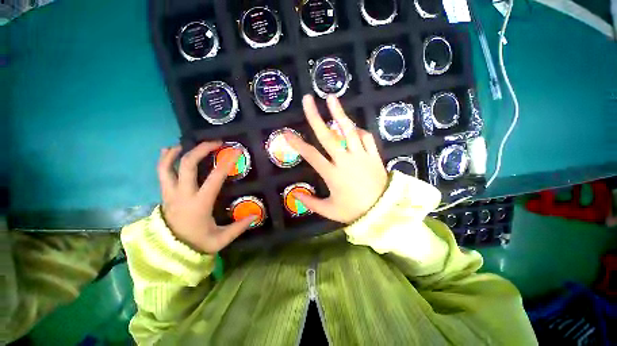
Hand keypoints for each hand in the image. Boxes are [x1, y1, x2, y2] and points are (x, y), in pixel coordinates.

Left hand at [157, 142, 256, 253]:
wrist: (169, 253)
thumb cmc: (197, 244)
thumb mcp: (220, 239)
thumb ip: (238, 227)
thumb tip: (255, 215)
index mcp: (200, 204)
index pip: (215, 178)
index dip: (227, 162)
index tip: (236, 151)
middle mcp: (183, 195)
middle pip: (187, 165)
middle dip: (201, 150)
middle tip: (215, 143)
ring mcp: (170, 194)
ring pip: (167, 167)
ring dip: (177, 152)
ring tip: (186, 143)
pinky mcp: (165, 195)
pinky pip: (161, 174)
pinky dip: (164, 160)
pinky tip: (169, 151)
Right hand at [285, 95, 387, 222]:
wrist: (383, 211)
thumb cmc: (354, 211)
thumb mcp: (329, 210)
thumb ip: (311, 202)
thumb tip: (295, 194)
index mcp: (332, 174)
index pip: (311, 155)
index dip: (297, 143)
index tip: (286, 133)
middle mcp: (344, 161)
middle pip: (327, 136)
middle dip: (315, 117)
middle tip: (308, 100)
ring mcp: (361, 156)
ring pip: (349, 131)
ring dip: (339, 113)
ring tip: (331, 97)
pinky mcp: (374, 155)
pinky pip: (366, 138)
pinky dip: (359, 131)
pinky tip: (354, 128)